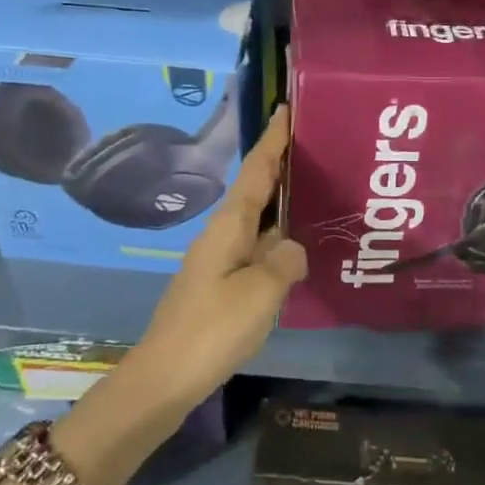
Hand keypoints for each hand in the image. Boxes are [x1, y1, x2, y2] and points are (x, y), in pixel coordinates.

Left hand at [133, 106, 305, 407]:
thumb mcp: (261, 291)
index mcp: (230, 224)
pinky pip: (258, 245)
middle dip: (283, 164)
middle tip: (318, 145)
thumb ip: (285, 260)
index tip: (288, 107)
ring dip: (284, 200)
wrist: (165, 377)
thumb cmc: (213, 327)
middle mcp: (224, 232)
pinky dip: (279, 235)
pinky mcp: (223, 282)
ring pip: (259, 218)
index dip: (274, 139)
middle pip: (257, 188)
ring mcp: (221, 257)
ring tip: (319, 187)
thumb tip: (293, 246)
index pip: (257, 169)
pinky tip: (300, 244)